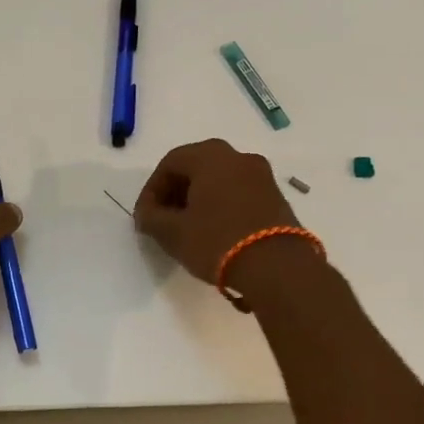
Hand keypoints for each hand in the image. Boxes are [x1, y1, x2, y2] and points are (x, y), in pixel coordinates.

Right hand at [133, 139, 299, 286]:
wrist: (278, 268)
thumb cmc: (217, 241)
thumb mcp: (173, 233)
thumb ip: (151, 218)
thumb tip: (146, 214)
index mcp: (210, 156)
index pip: (170, 163)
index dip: (151, 190)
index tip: (145, 216)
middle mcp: (238, 156)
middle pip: (196, 168)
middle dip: (175, 193)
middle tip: (164, 220)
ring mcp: (262, 176)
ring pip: (219, 180)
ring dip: (199, 200)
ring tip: (188, 229)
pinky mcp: (277, 197)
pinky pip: (239, 193)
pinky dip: (221, 206)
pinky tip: (215, 233)